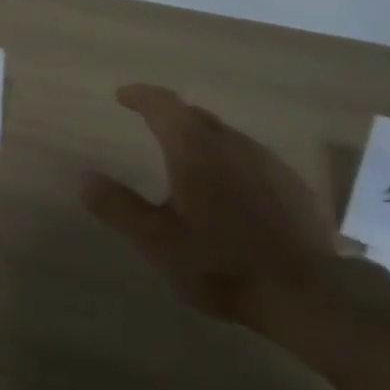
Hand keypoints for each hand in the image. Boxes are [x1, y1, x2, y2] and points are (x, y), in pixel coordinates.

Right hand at [80, 84, 345, 336]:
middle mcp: (232, 143)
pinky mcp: (291, 183)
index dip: (140, 96)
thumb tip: (84, 177)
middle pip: (195, 116)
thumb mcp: (158, 242)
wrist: (306, 293)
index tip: (122, 96)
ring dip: (201, 138)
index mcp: (195, 150)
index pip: (163, 105)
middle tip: (150, 124)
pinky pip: (250, 158)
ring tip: (187, 160)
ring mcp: (267, 161)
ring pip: (225, 136)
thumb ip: (118, 207)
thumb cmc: (222, 264)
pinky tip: (230, 191)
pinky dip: (229, 161)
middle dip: (169, 115)